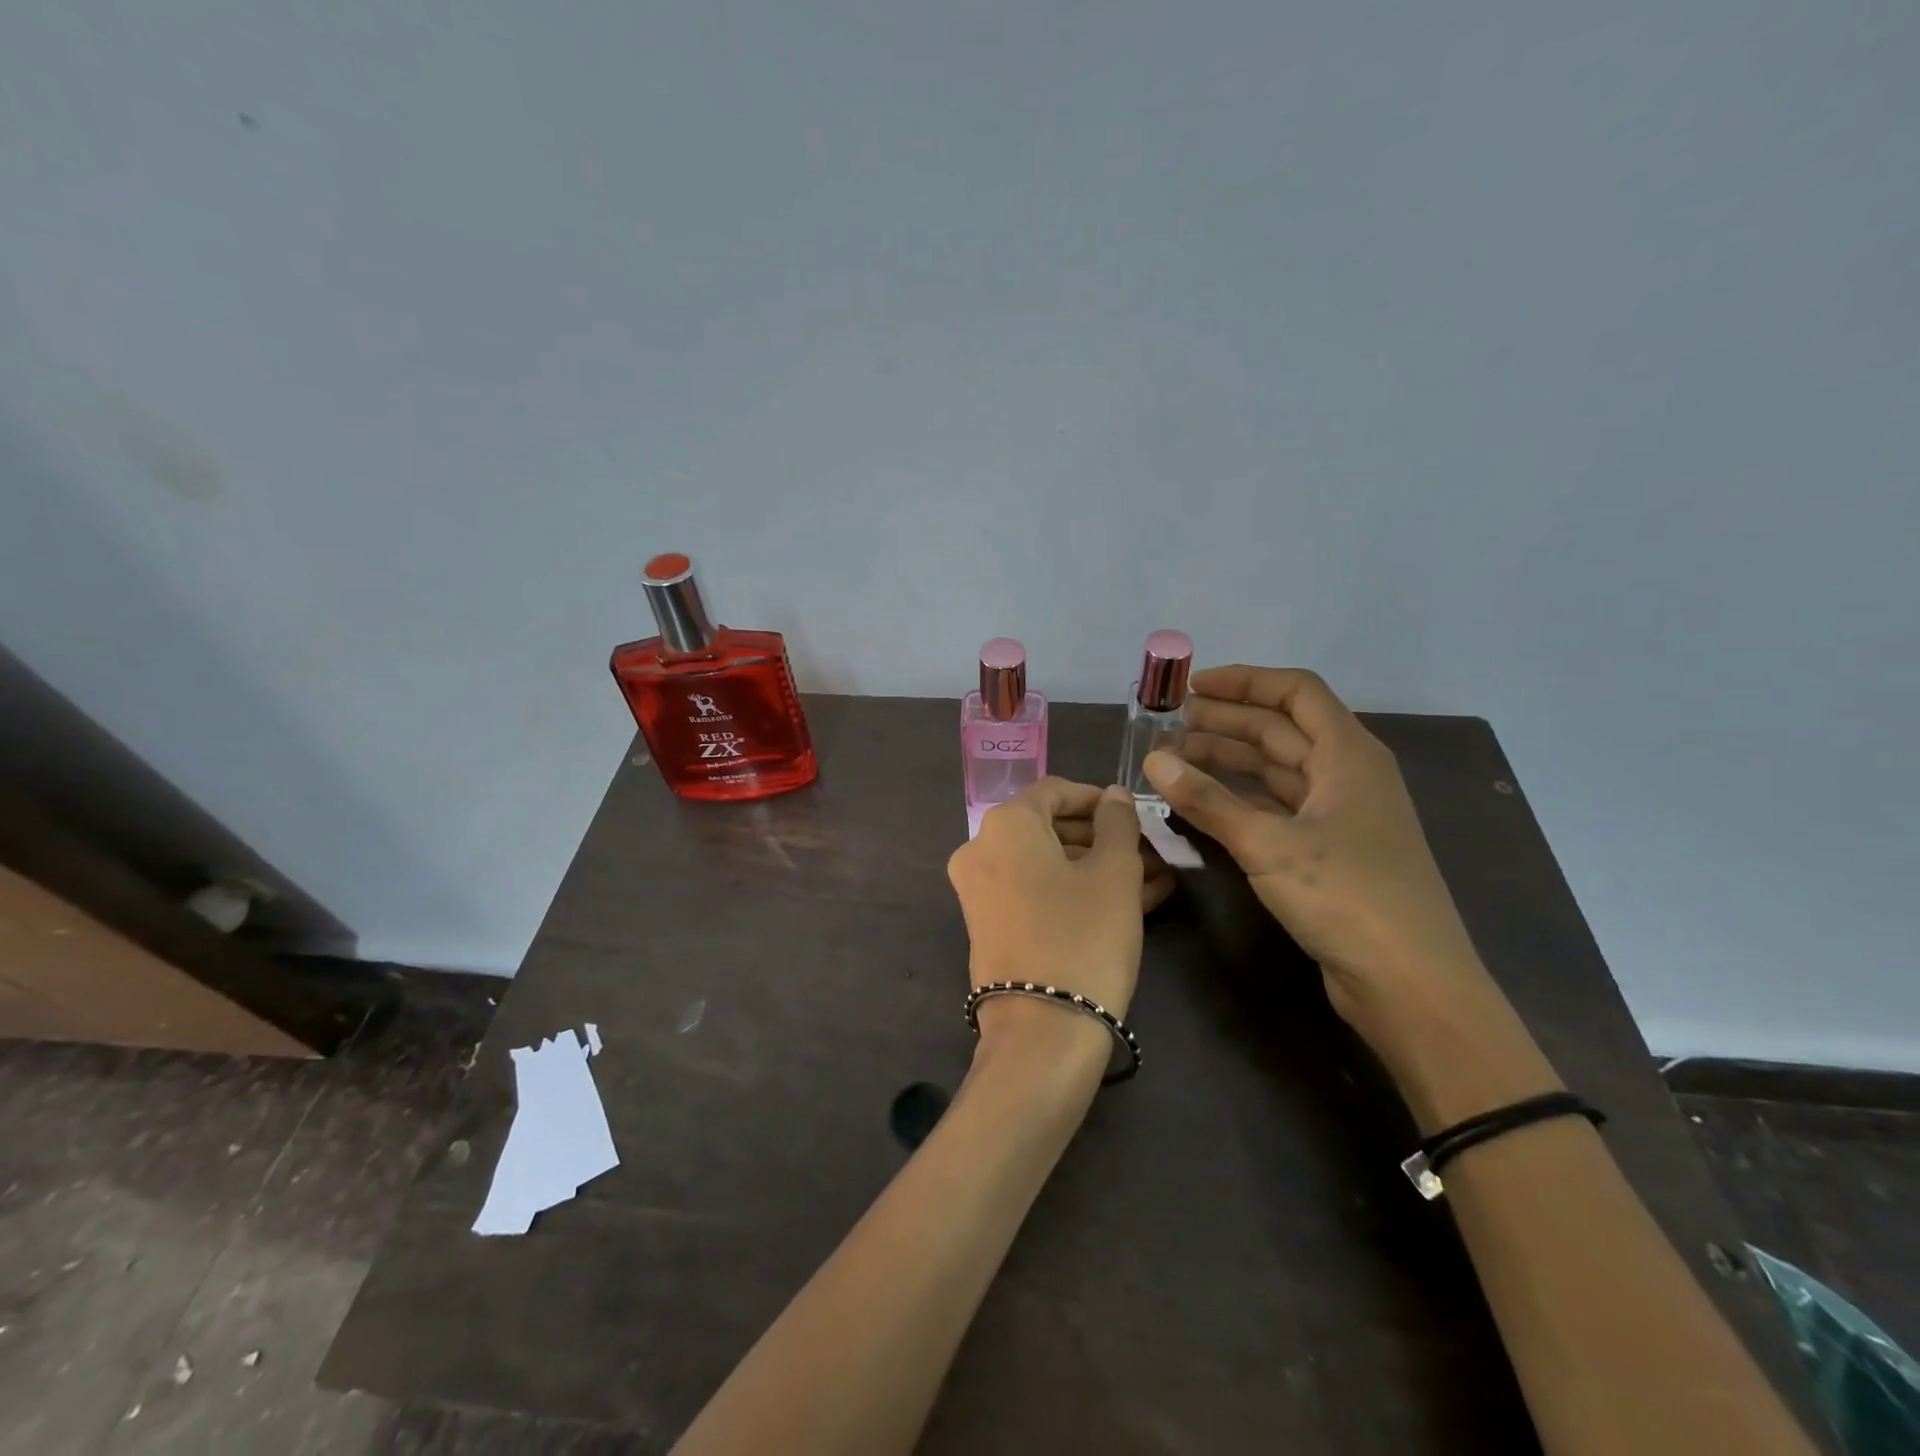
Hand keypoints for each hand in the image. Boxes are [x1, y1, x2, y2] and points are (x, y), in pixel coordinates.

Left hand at [947, 780, 1147, 1056]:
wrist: (1041, 1032)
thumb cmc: (1083, 936)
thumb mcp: (1114, 873)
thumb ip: (1117, 823)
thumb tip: (1113, 795)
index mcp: (1005, 824)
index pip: (1055, 791)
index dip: (1098, 798)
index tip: (1136, 815)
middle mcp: (981, 850)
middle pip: (1050, 828)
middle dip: (1104, 839)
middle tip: (1151, 853)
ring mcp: (981, 891)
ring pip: (1048, 865)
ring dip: (1098, 868)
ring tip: (1154, 882)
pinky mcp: (990, 927)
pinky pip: (1036, 893)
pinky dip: (1076, 892)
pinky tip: (1131, 904)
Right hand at [1141, 667, 1493, 1049]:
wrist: (1410, 984)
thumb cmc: (1348, 898)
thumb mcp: (1269, 845)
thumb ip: (1207, 801)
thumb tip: (1152, 761)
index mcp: (1348, 755)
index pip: (1295, 693)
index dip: (1244, 682)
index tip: (1190, 687)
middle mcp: (1346, 775)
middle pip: (1281, 730)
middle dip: (1224, 722)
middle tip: (1167, 726)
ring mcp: (1338, 815)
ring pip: (1275, 770)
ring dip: (1227, 761)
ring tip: (1173, 761)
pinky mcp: (1328, 851)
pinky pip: (1275, 807)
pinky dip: (1238, 800)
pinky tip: (1201, 804)